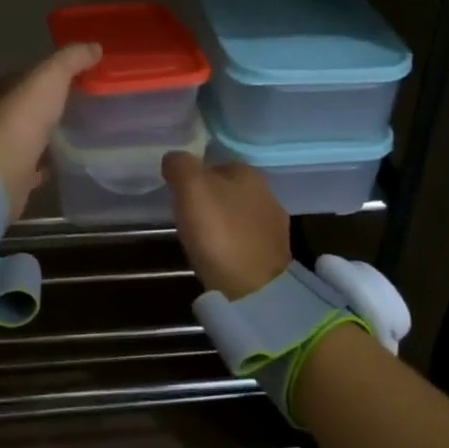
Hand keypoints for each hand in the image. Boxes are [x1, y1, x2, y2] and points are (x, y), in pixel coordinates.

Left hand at [0, 43, 100, 218]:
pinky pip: (34, 165)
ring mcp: (3, 148)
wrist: (1, 173)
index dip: (52, 74)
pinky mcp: (12, 175)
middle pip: (28, 106)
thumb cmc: (23, 118)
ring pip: (30, 135)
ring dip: (49, 132)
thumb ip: (71, 59)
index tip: (80, 76)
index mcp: (2, 90)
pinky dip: (47, 162)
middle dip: (51, 104)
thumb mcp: (50, 77)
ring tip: (79, 130)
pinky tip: (66, 161)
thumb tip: (94, 47)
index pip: (28, 76)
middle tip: (84, 103)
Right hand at [161, 152, 291, 300]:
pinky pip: (245, 240)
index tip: (179, 193)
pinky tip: (218, 255)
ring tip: (199, 237)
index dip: (195, 176)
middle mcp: (267, 194)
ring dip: (221, 222)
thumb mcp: (191, 189)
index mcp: (249, 173)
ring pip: (239, 215)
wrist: (254, 289)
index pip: (217, 164)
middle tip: (186, 215)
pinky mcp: (273, 256)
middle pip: (229, 190)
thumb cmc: (220, 231)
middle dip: (210, 199)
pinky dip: (231, 244)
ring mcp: (274, 227)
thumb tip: (174, 158)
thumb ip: (181, 166)